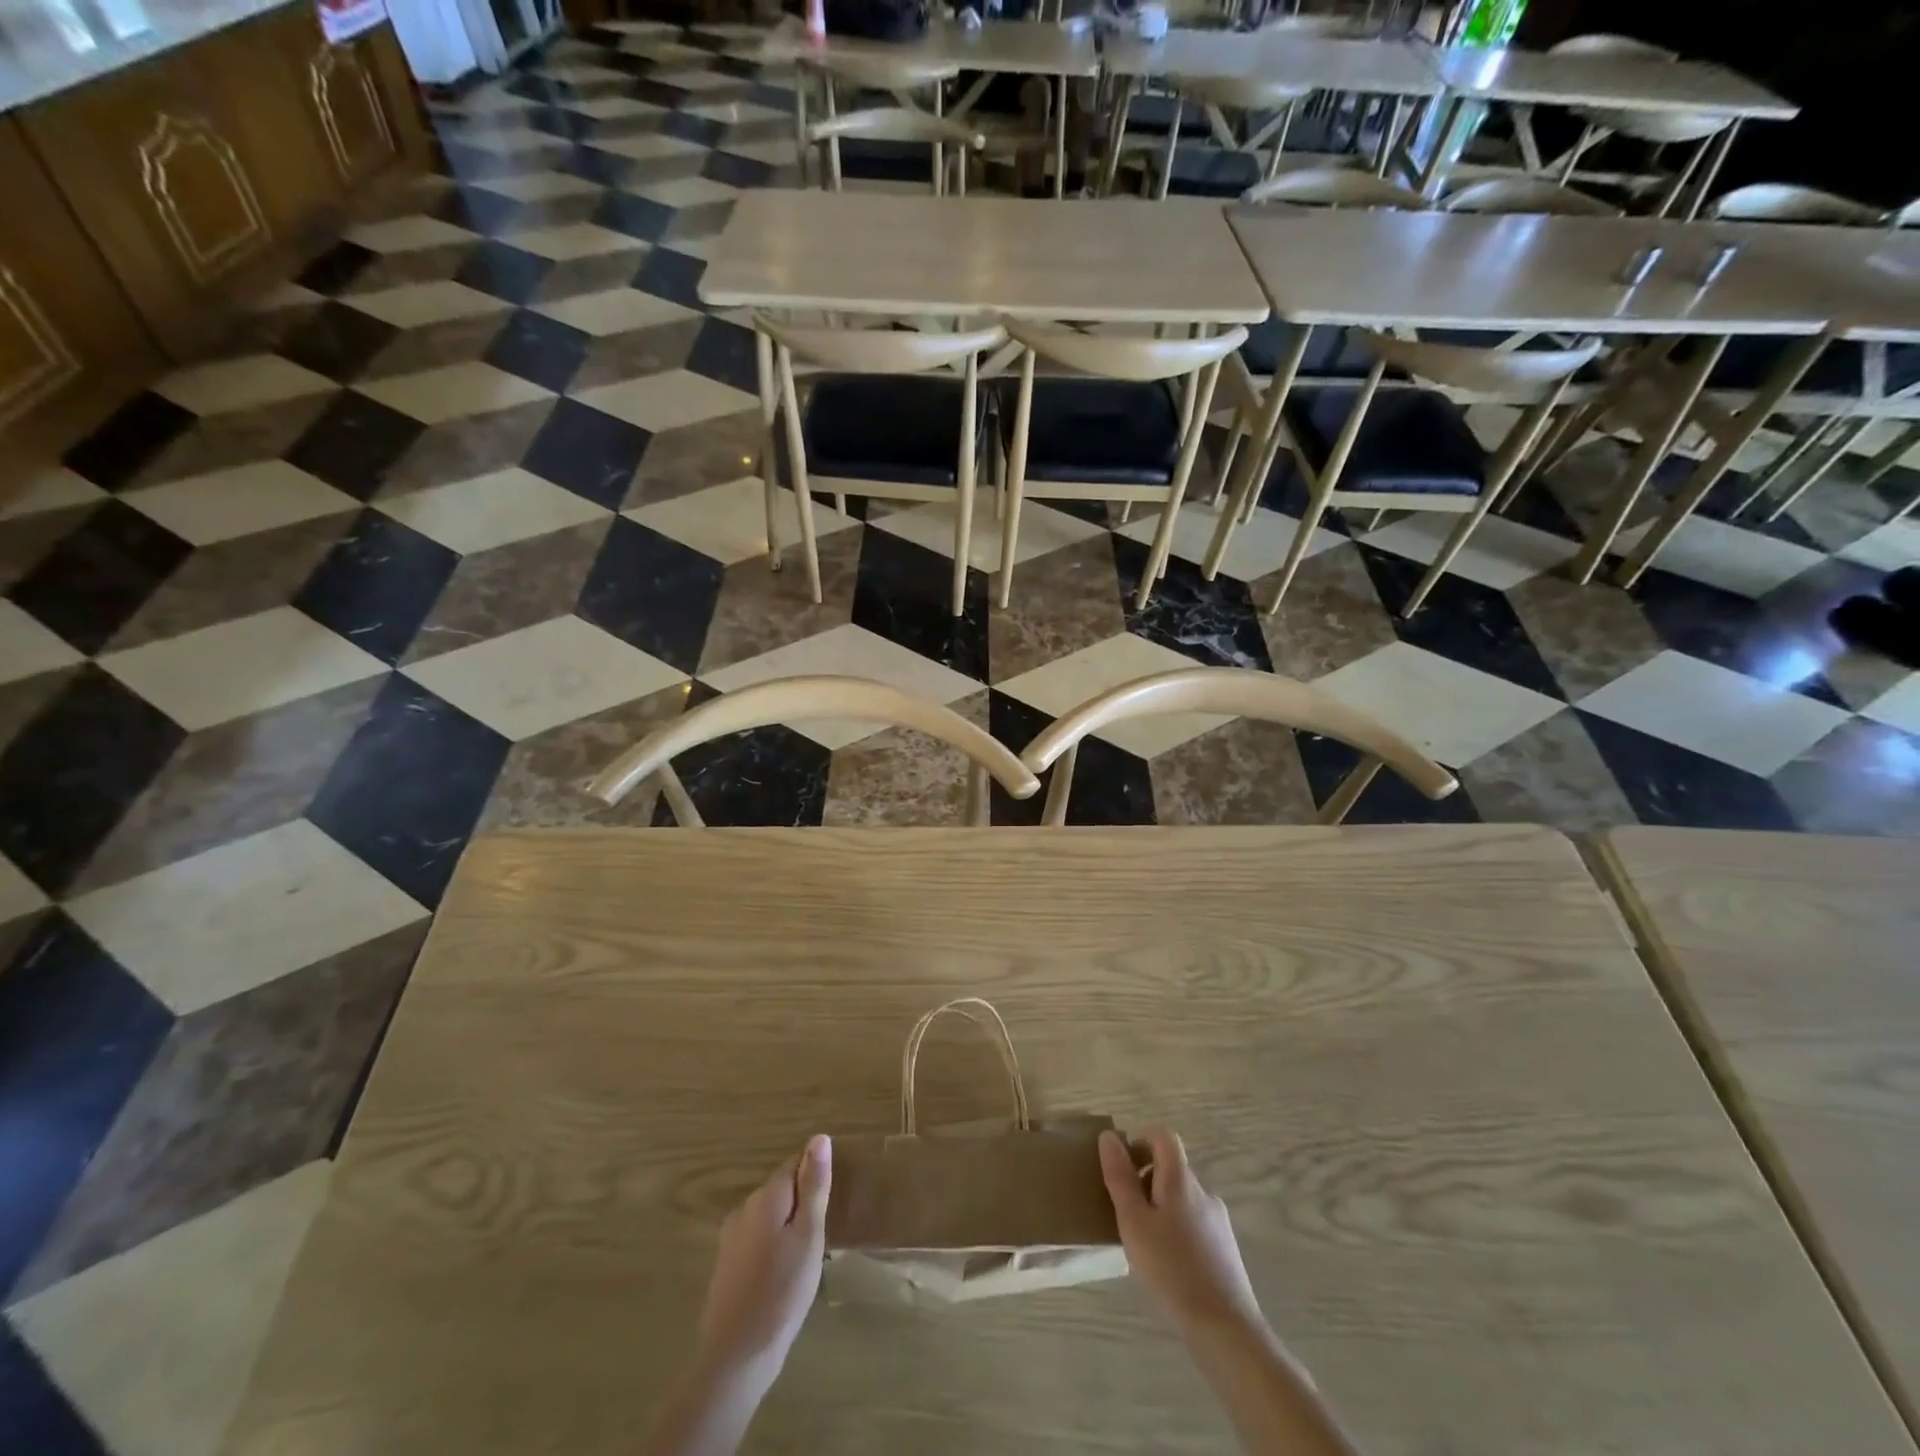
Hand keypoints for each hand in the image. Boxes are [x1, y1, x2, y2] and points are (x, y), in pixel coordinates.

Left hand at [696, 1135, 831, 1386]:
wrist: (734, 1357)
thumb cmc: (782, 1292)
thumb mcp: (809, 1236)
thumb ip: (814, 1186)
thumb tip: (819, 1138)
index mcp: (767, 1196)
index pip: (795, 1164)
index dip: (815, 1176)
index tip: (831, 1199)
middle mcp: (745, 1208)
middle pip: (781, 1189)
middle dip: (802, 1202)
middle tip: (823, 1233)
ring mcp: (732, 1237)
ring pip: (769, 1216)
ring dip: (788, 1226)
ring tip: (807, 1257)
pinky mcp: (727, 1264)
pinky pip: (757, 1239)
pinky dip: (773, 1246)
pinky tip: (783, 1274)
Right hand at [1100, 1127, 1263, 1336]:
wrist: (1225, 1328)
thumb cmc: (1171, 1268)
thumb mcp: (1133, 1222)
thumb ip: (1120, 1177)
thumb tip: (1109, 1136)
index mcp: (1180, 1179)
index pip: (1163, 1136)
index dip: (1141, 1141)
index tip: (1123, 1167)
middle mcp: (1203, 1192)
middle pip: (1172, 1168)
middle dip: (1146, 1180)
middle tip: (1125, 1212)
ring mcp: (1218, 1222)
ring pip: (1182, 1199)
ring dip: (1160, 1208)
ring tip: (1144, 1244)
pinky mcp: (1226, 1250)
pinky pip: (1194, 1225)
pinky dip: (1177, 1232)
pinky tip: (1168, 1266)